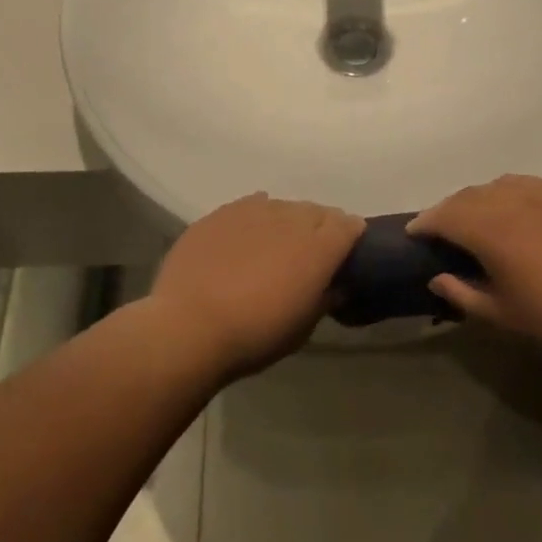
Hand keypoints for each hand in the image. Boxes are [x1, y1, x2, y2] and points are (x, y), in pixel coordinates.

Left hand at [148, 193, 364, 378]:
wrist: (190, 326)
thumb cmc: (256, 335)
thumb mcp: (303, 328)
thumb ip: (324, 299)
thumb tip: (335, 285)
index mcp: (319, 247)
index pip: (349, 225)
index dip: (351, 236)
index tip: (346, 253)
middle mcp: (291, 219)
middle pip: (316, 212)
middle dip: (320, 228)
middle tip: (310, 254)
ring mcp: (253, 211)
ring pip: (282, 207)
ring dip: (286, 222)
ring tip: (275, 245)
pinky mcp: (221, 213)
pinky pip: (249, 206)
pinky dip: (256, 218)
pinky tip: (247, 236)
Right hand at [408, 175, 541, 363]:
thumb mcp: (501, 314)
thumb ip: (461, 293)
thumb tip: (436, 277)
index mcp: (493, 233)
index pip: (445, 216)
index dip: (425, 222)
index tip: (413, 233)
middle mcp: (512, 204)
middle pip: (466, 197)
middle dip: (445, 211)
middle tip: (437, 230)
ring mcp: (541, 196)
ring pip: (493, 186)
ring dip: (473, 199)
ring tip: (470, 218)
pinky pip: (522, 182)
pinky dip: (503, 190)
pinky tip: (506, 205)